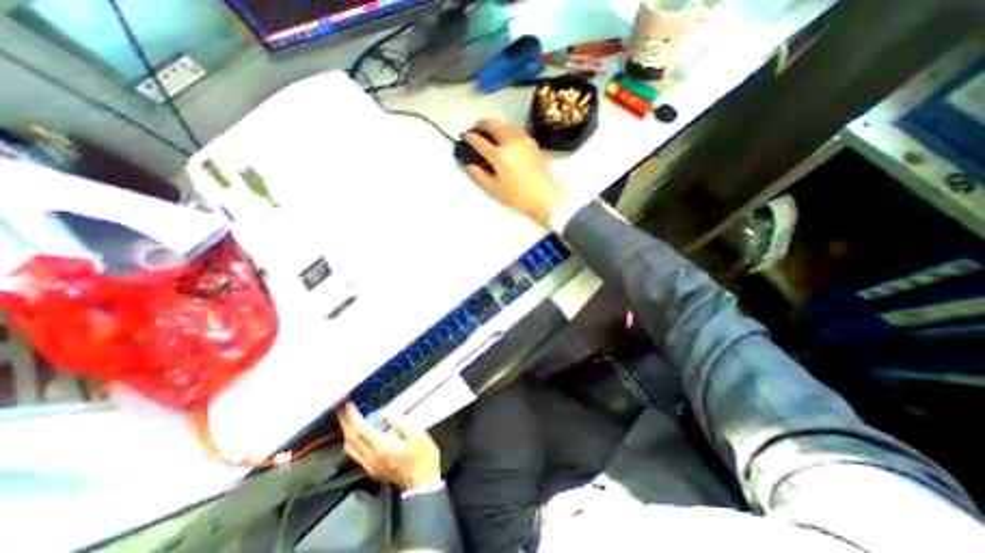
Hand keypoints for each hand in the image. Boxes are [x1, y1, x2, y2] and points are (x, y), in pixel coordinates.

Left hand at [341, 402, 444, 487]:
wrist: (422, 484)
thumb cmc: (423, 457)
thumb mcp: (418, 435)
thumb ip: (401, 423)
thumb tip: (387, 412)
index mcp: (382, 447)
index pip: (362, 429)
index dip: (353, 416)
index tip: (347, 404)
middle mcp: (371, 457)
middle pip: (352, 438)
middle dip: (345, 422)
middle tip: (341, 408)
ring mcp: (370, 465)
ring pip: (350, 448)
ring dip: (345, 432)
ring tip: (345, 419)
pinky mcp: (372, 469)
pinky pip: (355, 453)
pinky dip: (351, 441)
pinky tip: (354, 435)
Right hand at [467, 120, 573, 224]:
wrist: (545, 195)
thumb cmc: (519, 196)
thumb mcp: (496, 189)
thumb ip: (480, 175)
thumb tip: (470, 165)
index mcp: (500, 155)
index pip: (480, 141)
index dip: (470, 137)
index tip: (465, 136)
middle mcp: (511, 142)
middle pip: (493, 124)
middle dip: (482, 124)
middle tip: (476, 129)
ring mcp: (523, 139)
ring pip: (505, 124)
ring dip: (494, 125)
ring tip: (489, 132)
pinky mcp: (532, 141)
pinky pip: (515, 129)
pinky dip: (506, 129)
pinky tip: (504, 138)